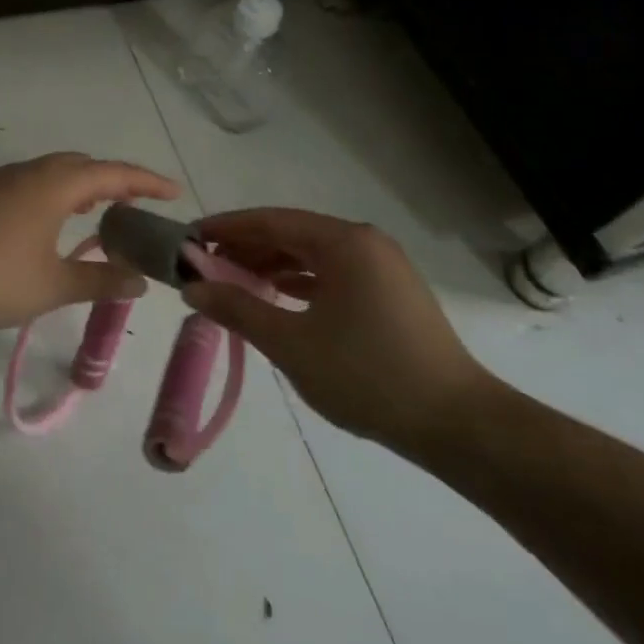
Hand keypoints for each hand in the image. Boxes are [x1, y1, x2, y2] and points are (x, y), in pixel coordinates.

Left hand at [0, 153, 179, 330]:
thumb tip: (139, 281)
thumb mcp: (53, 286)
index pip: (113, 173)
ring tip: (97, 214)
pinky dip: (53, 196)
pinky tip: (48, 226)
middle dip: (113, 181)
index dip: (147, 182)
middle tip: (135, 206)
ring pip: (51, 173)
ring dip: (80, 188)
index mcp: (55, 184)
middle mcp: (29, 172)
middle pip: (81, 165)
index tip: (174, 192)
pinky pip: (29, 184)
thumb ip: (100, 281)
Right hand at [182, 208, 489, 456]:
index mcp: (344, 242)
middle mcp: (365, 243)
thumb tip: (191, 287)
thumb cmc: (367, 375)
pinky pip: (331, 275)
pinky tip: (275, 300)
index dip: (226, 228)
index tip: (189, 239)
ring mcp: (381, 268)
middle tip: (204, 268)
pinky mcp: (388, 293)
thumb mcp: (291, 343)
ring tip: (232, 286)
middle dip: (246, 249)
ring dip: (271, 267)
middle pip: (292, 234)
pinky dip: (298, 283)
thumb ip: (237, 309)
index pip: (271, 221)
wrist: (455, 423)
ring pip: (312, 256)